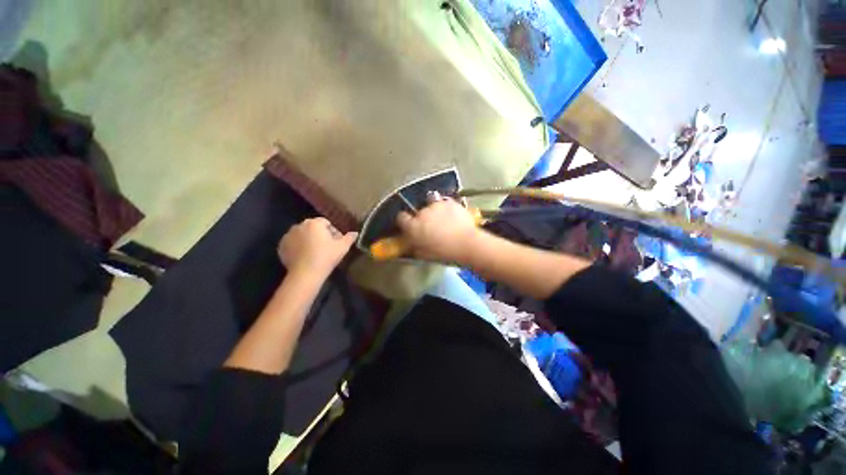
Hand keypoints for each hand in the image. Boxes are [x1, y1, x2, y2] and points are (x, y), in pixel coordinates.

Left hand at [278, 218, 357, 278]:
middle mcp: (299, 225)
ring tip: (315, 252)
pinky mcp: (281, 246)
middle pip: (313, 227)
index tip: (336, 242)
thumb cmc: (326, 257)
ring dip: (309, 240)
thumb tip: (355, 233)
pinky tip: (305, 256)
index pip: (326, 223)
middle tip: (327, 247)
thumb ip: (349, 238)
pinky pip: (293, 243)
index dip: (333, 231)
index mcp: (314, 223)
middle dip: (320, 234)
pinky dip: (299, 246)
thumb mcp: (342, 247)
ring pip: (303, 234)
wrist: (305, 274)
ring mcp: (288, 235)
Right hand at [396, 199, 479, 263]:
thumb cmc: (444, 253)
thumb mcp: (424, 254)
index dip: (405, 221)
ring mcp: (436, 205)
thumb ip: (415, 245)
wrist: (467, 244)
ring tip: (444, 221)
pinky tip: (454, 217)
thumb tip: (413, 242)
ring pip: (431, 205)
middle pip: (418, 212)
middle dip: (423, 218)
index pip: (401, 218)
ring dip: (435, 211)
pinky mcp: (450, 202)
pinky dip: (447, 209)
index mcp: (413, 227)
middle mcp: (422, 213)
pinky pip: (445, 203)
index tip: (409, 225)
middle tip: (432, 227)